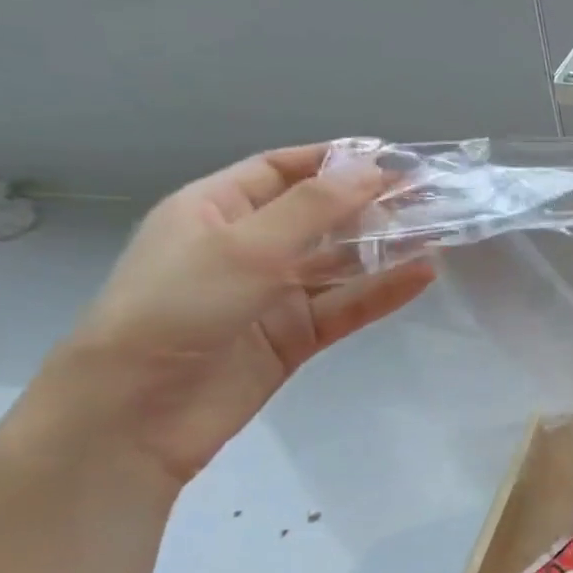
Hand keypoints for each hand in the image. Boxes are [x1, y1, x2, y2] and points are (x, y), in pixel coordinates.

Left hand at [29, 144, 434, 490]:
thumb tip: (374, 170)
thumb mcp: (245, 247)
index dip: (334, 160)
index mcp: (214, 210)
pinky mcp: (295, 336)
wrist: (135, 415)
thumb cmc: (176, 309)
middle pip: (320, 216)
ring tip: (438, 231)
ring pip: (340, 262)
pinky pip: (347, 305)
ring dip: (385, 247)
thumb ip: (315, 208)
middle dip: (371, 204)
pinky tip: (423, 275)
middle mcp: (246, 247)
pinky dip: (384, 291)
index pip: (281, 171)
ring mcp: (272, 294)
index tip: (392, 158)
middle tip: (430, 195)